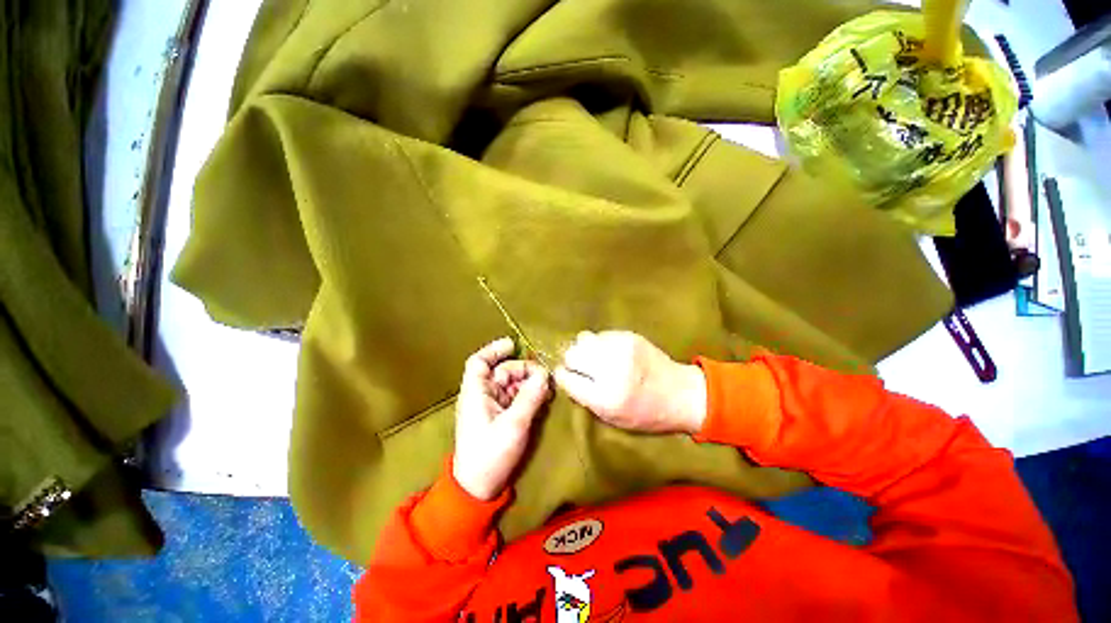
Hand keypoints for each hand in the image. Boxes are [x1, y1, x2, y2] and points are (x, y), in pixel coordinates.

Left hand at [453, 337, 551, 500]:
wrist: (478, 489)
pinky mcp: (500, 418)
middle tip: (545, 377)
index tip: (514, 345)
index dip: (494, 350)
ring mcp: (491, 408)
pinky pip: (515, 399)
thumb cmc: (490, 455)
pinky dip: (527, 395)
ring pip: (511, 385)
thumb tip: (544, 375)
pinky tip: (541, 399)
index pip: (479, 362)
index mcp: (476, 394)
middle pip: (502, 372)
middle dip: (523, 370)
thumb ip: (530, 397)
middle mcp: (482, 396)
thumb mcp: (514, 425)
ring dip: (528, 383)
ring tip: (547, 389)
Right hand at [554, 331, 706, 434]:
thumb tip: (565, 375)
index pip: (566, 378)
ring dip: (584, 349)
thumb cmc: (645, 414)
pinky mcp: (629, 336)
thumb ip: (585, 398)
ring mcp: (620, 349)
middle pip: (571, 354)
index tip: (567, 377)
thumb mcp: (612, 418)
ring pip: (582, 339)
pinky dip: (600, 343)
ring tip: (596, 358)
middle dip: (572, 362)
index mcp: (605, 397)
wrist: (681, 394)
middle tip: (582, 368)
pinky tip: (611, 352)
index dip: (564, 377)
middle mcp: (610, 369)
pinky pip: (600, 334)